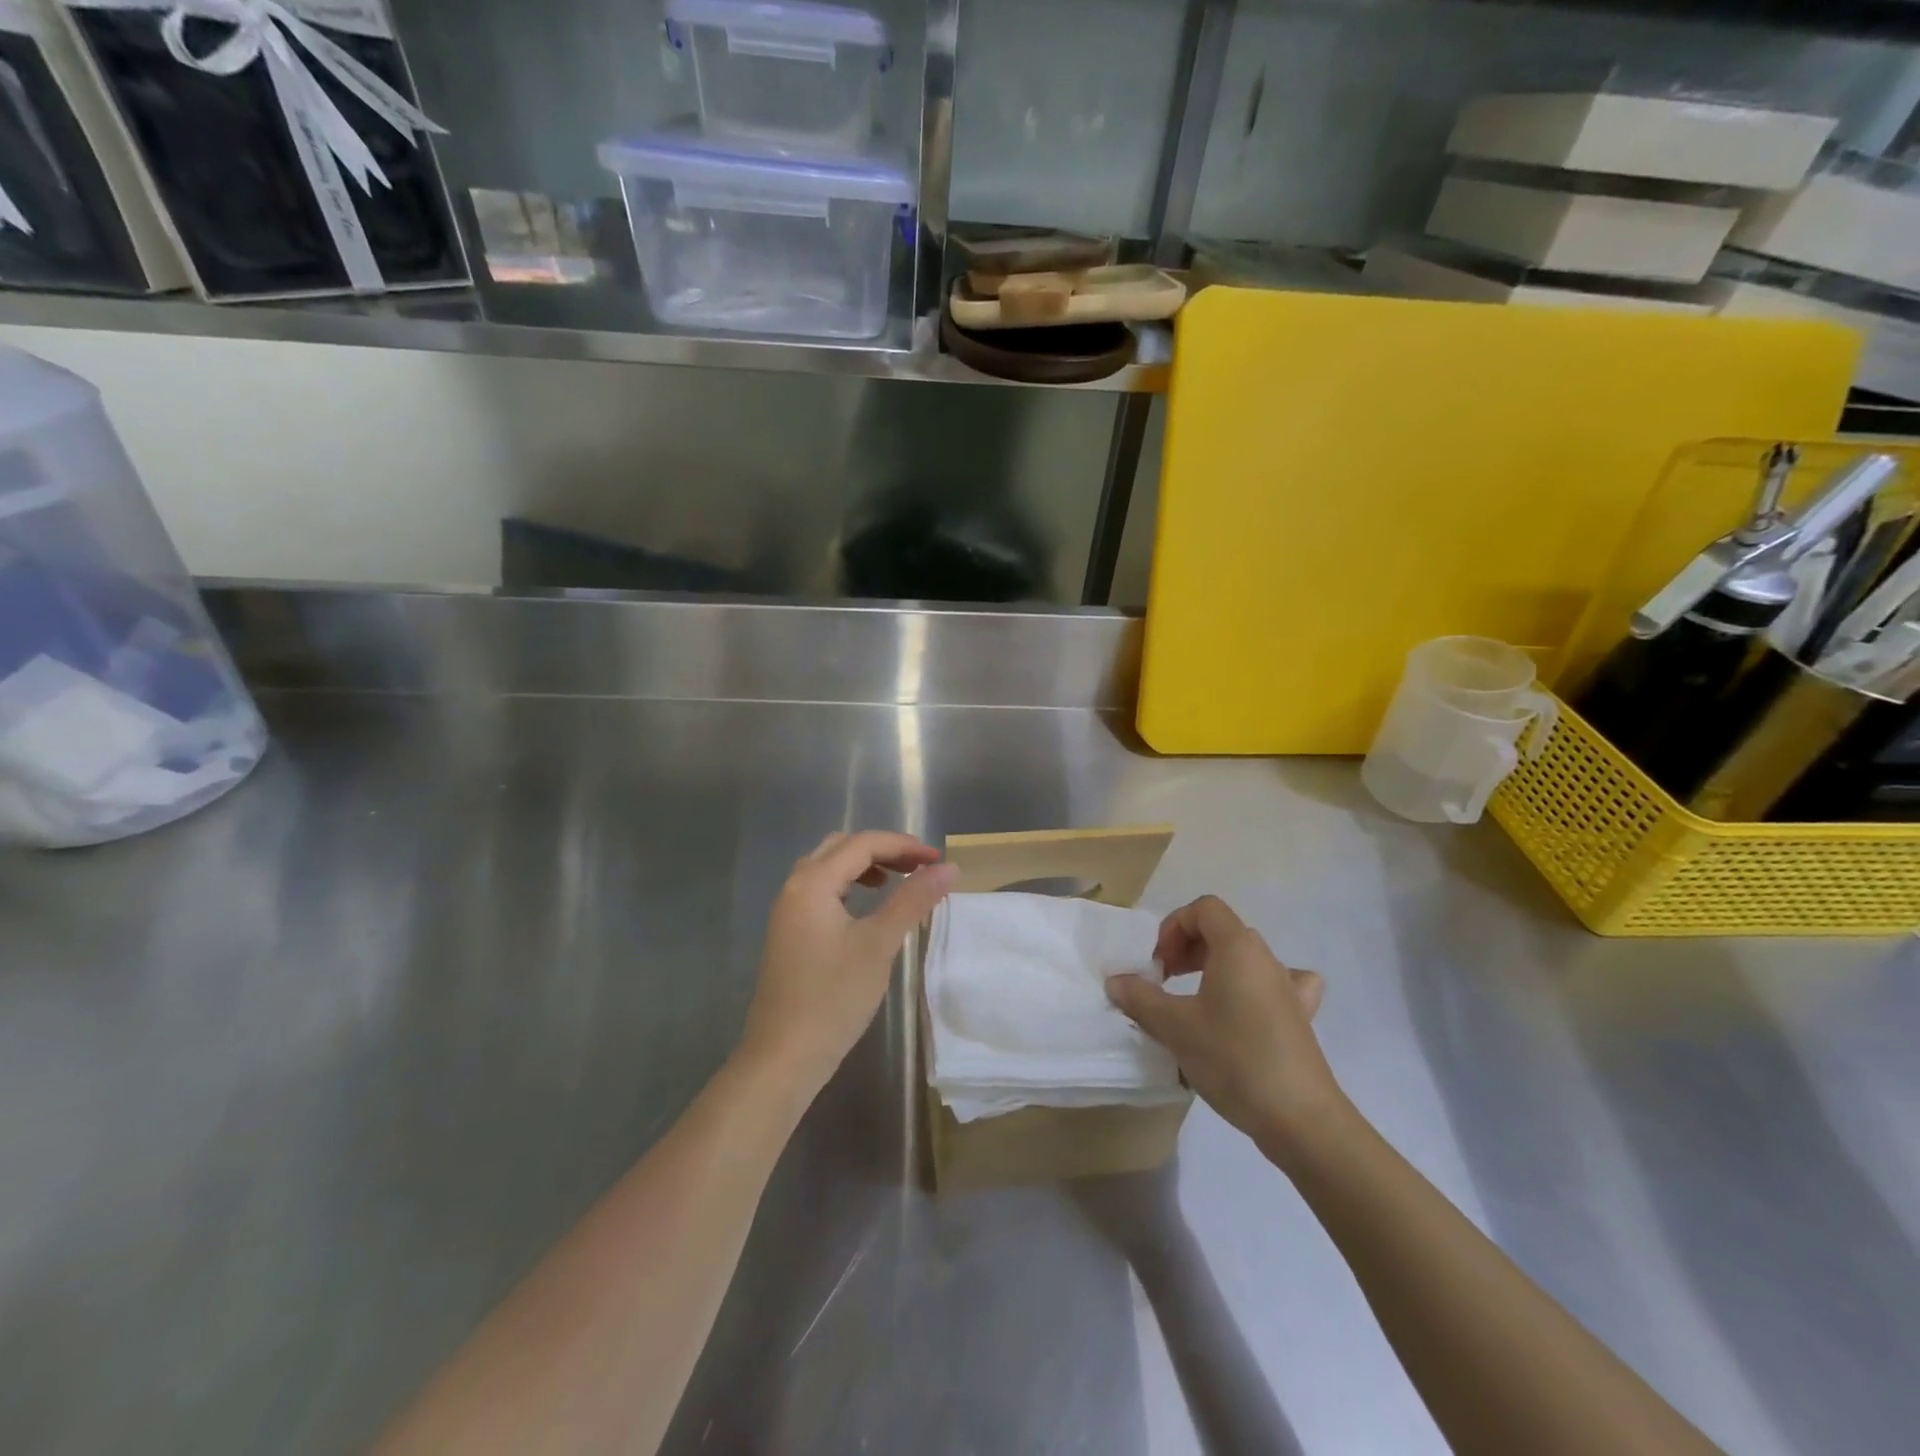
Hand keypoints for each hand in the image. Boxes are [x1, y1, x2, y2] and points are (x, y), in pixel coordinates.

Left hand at [741, 831, 956, 1096]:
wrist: (783, 1057)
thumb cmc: (833, 998)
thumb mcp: (879, 944)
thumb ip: (913, 900)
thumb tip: (949, 868)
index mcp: (812, 883)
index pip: (863, 844)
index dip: (904, 846)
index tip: (939, 861)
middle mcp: (794, 887)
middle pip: (842, 848)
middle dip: (883, 850)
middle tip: (919, 867)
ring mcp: (787, 911)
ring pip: (828, 868)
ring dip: (864, 866)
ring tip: (897, 882)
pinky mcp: (789, 933)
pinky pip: (821, 891)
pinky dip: (848, 886)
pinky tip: (867, 908)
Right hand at [1105, 895, 1340, 1159]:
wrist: (1300, 1118)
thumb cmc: (1234, 1059)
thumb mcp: (1175, 1027)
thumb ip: (1141, 998)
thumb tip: (1116, 981)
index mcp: (1238, 948)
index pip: (1204, 909)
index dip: (1174, 926)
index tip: (1158, 963)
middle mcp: (1266, 959)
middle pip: (1223, 931)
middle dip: (1187, 948)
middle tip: (1165, 980)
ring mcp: (1289, 989)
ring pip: (1245, 959)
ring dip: (1214, 968)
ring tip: (1194, 1000)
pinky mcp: (1300, 1019)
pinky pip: (1277, 986)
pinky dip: (1255, 989)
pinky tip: (1247, 1010)